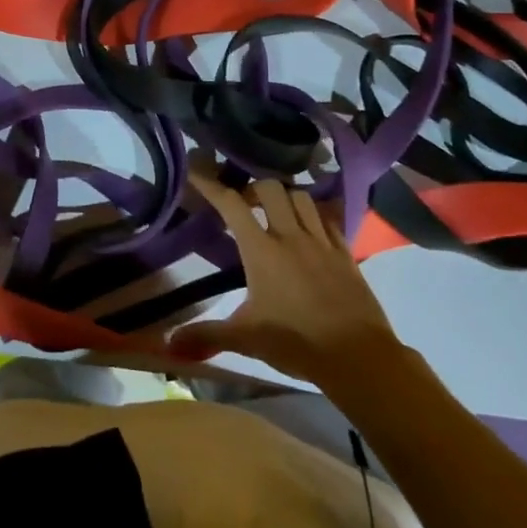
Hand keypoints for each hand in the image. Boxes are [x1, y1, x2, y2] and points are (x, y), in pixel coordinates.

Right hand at [168, 172, 400, 387]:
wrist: (358, 356)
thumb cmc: (296, 342)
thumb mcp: (246, 339)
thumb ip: (207, 335)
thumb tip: (168, 345)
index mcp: (261, 250)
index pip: (231, 204)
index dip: (210, 184)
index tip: (195, 170)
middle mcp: (291, 235)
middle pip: (270, 188)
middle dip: (252, 188)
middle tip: (243, 204)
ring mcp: (321, 241)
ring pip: (301, 197)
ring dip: (284, 197)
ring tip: (275, 212)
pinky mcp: (345, 252)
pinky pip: (328, 218)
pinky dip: (314, 214)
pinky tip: (309, 227)